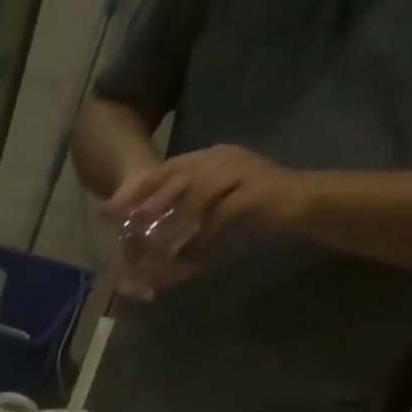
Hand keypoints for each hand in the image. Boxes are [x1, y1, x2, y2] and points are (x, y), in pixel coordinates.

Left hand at [104, 143, 313, 246]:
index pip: (167, 169)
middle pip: (177, 179)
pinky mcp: (252, 191)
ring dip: (175, 223)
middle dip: (149, 205)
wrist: (299, 199)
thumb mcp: (214, 200)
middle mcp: (221, 158)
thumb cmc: (253, 204)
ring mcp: (238, 171)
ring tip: (157, 246)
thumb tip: (150, 227)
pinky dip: (204, 235)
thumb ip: (187, 206)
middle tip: (130, 230)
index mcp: (209, 156)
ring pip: (196, 195)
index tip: (111, 210)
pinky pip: (221, 214)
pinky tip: (193, 254)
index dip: (138, 190)